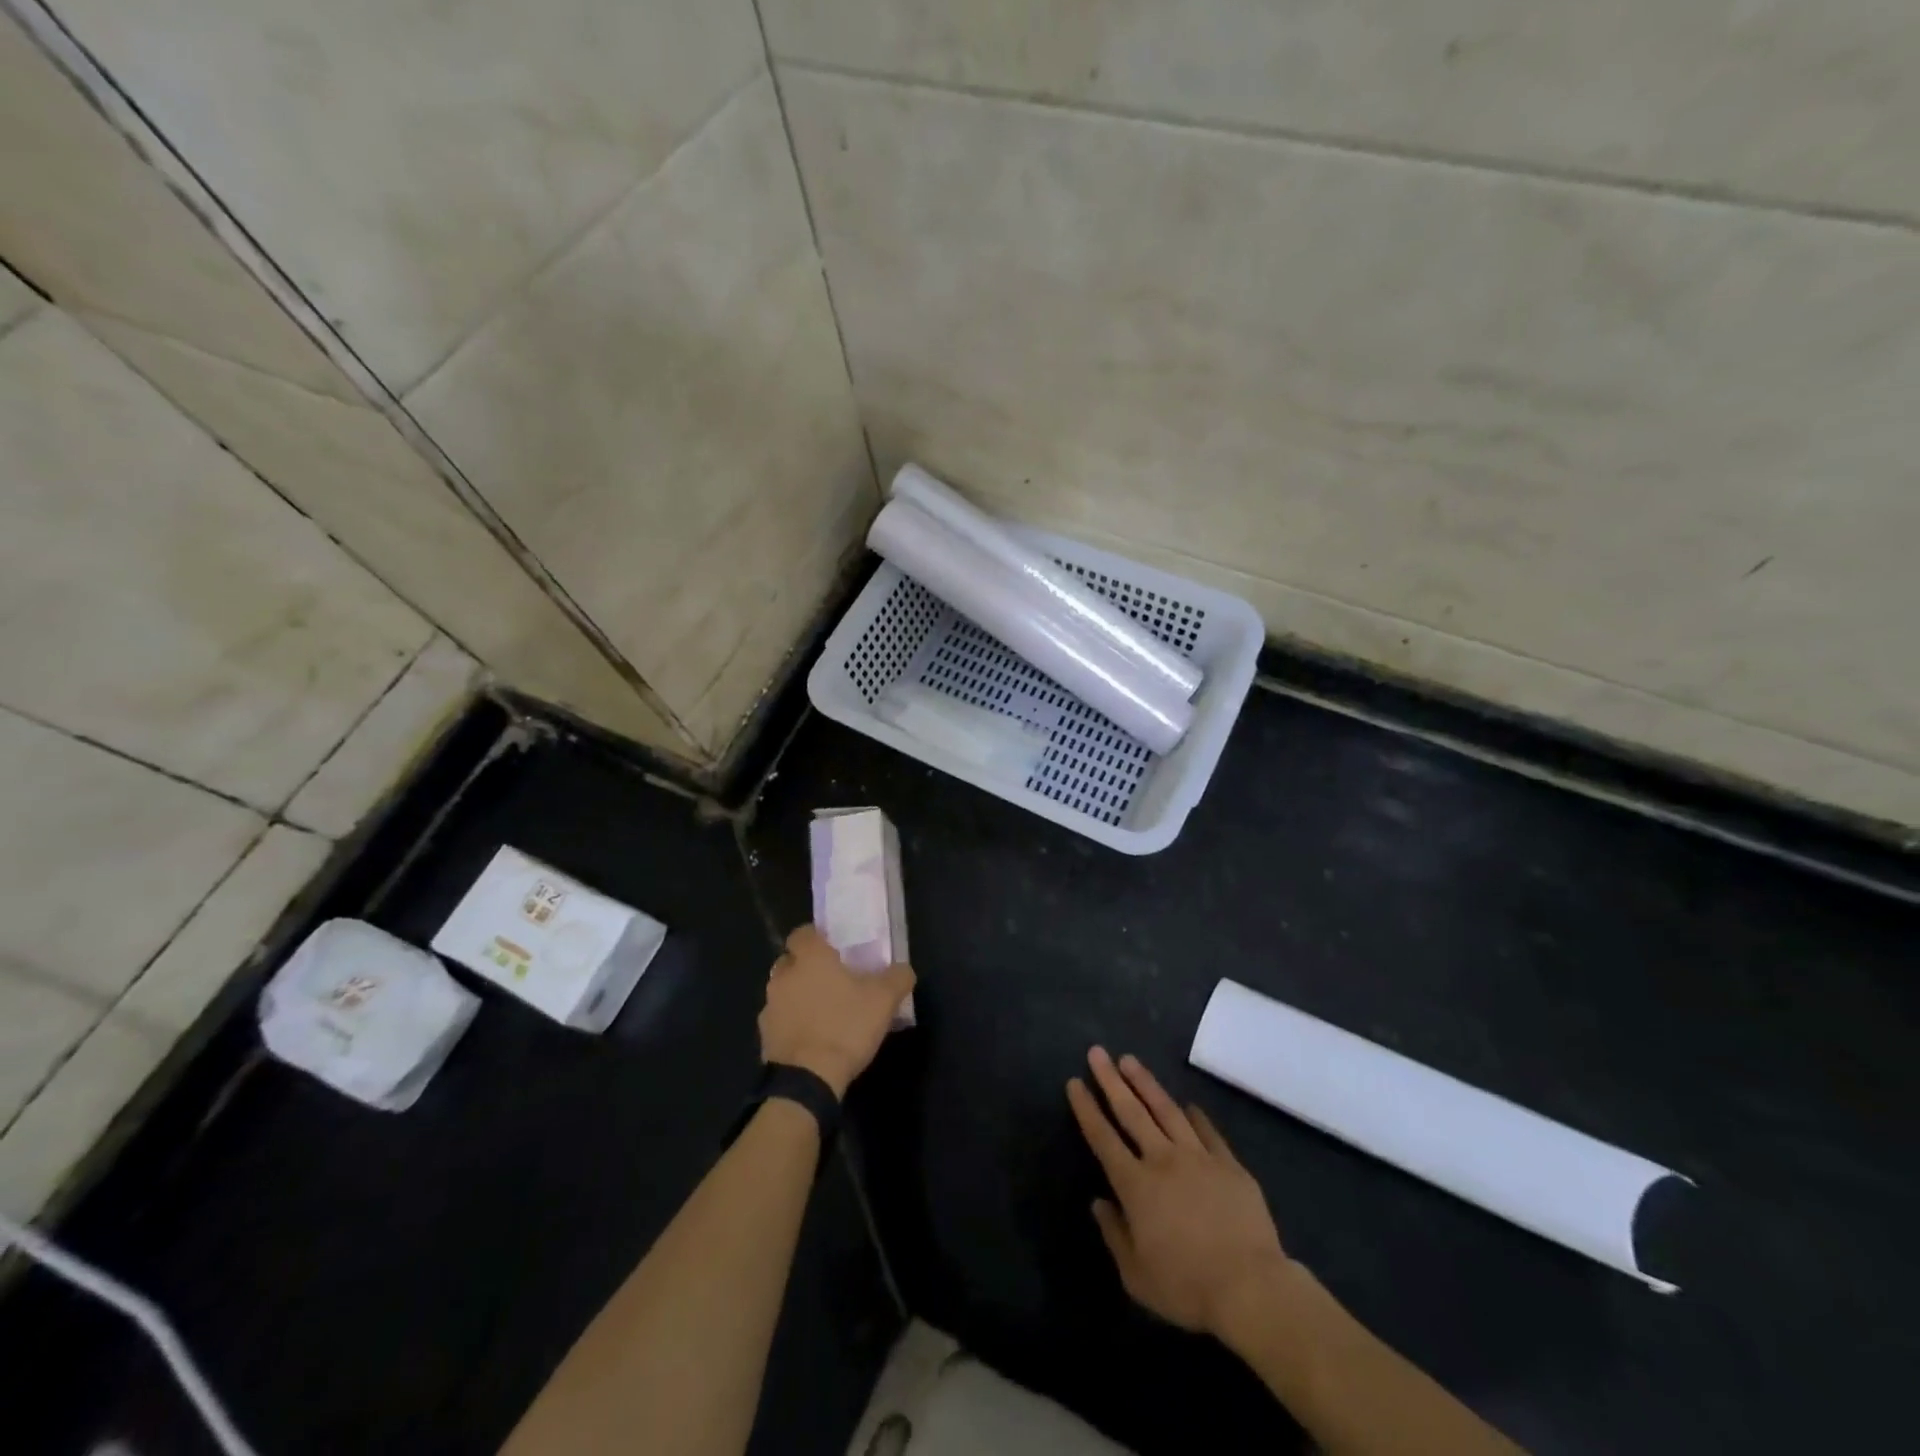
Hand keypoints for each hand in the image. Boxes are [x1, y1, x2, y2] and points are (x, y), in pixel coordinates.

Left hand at [759, 925, 914, 1098]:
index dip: (818, 938)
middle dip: (807, 967)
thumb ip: (897, 977)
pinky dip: (792, 1023)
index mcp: (810, 957)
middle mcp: (784, 975)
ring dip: (799, 996)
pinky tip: (812, 1037)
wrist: (808, 1079)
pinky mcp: (764, 1036)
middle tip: (833, 980)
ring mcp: (770, 1006)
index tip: (835, 950)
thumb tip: (902, 969)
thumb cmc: (846, 1026)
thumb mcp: (884, 1000)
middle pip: (791, 961)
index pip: (803, 932)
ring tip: (824, 1012)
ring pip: (784, 991)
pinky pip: (780, 1020)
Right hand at [1067, 1047, 1292, 1337]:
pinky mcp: (1228, 1164)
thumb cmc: (1187, 1287)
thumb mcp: (1137, 1276)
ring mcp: (1198, 1157)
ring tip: (1131, 1061)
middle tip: (1097, 1053)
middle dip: (1111, 1080)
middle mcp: (1163, 1160)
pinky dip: (1195, 1115)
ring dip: (1146, 1083)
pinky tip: (1187, 1104)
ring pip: (1166, 1110)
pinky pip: (1207, 1131)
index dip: (1087, 1109)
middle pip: (1132, 1112)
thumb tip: (1099, 1203)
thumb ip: (1115, 1235)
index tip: (1075, 1082)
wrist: (1251, 1288)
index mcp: (1136, 1185)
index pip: (1103, 1138)